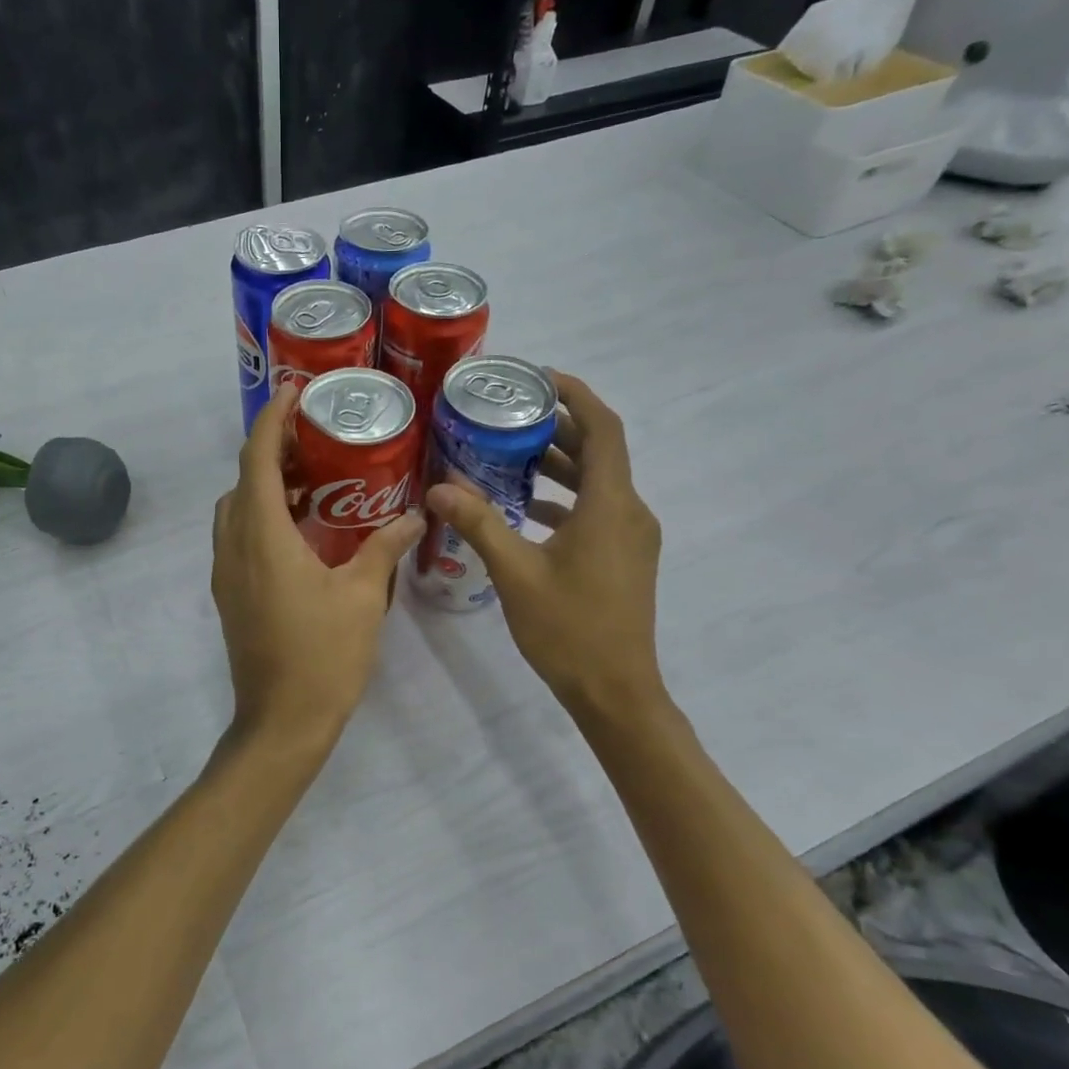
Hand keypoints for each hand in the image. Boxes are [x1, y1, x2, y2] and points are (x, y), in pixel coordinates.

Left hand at [211, 383, 425, 760]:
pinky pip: (239, 536)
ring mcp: (225, 572)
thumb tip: (413, 515)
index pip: (257, 460)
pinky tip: (304, 530)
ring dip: (267, 486)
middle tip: (316, 439)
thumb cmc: (324, 656)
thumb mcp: (363, 596)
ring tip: (316, 480)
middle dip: (273, 451)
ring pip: (237, 509)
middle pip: (244, 480)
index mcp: (262, 537)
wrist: (281, 722)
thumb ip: (384, 548)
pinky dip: (263, 516)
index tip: (293, 392)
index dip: (271, 420)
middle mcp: (234, 545)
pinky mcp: (230, 593)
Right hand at [426, 370, 666, 729]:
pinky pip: (595, 510)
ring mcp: (629, 537)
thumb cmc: (568, 628)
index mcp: (611, 505)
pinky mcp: (623, 557)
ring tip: (507, 453)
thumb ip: (479, 523)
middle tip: (508, 413)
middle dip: (557, 427)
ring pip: (596, 482)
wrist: (615, 691)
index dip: (576, 395)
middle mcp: (629, 512)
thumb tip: (439, 488)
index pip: (603, 429)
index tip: (538, 377)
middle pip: (599, 451)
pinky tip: (523, 508)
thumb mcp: (515, 572)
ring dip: (558, 464)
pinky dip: (563, 498)